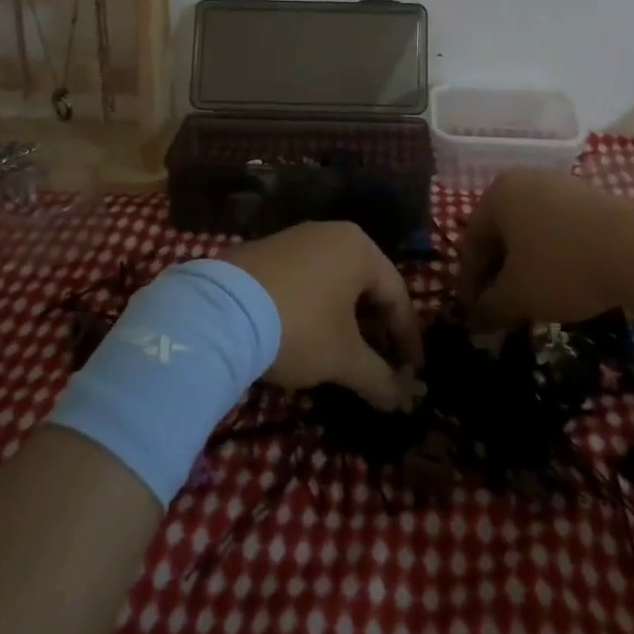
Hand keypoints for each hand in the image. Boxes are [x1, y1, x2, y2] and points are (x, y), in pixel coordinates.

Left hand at [225, 222, 422, 410]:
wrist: (220, 311)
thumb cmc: (299, 327)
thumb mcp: (344, 358)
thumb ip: (379, 379)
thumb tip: (403, 400)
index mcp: (360, 248)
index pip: (398, 296)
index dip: (408, 340)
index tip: (413, 374)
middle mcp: (331, 234)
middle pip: (367, 286)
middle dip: (377, 330)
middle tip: (382, 366)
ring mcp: (296, 238)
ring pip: (335, 283)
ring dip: (346, 320)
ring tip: (345, 355)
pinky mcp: (266, 251)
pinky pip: (306, 280)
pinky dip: (317, 309)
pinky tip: (308, 336)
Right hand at [458, 170, 633, 329]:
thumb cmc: (563, 266)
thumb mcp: (519, 295)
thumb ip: (490, 308)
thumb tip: (473, 322)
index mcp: (499, 193)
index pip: (471, 240)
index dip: (469, 281)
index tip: (473, 314)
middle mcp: (526, 180)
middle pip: (501, 232)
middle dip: (497, 274)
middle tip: (500, 310)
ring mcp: (561, 186)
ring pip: (531, 231)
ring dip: (525, 267)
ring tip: (533, 301)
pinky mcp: (591, 198)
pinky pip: (558, 229)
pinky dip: (552, 257)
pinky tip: (564, 284)